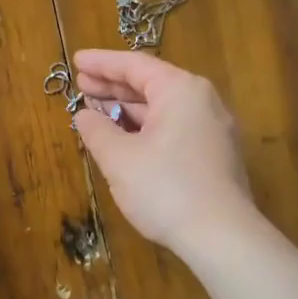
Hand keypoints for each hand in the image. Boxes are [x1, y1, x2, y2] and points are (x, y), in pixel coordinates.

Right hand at [71, 49, 256, 254]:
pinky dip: (146, 127)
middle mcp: (202, 101)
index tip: (76, 60)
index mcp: (181, 90)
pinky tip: (124, 138)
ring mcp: (212, 129)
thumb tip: (84, 115)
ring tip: (96, 110)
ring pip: (163, 108)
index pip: (135, 65)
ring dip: (128, 108)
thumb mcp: (119, 158)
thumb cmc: (166, 188)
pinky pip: (174, 127)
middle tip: (81, 84)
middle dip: (114, 85)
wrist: (221, 237)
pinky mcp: (214, 155)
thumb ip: (97, 130)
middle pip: (151, 84)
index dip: (102, 63)